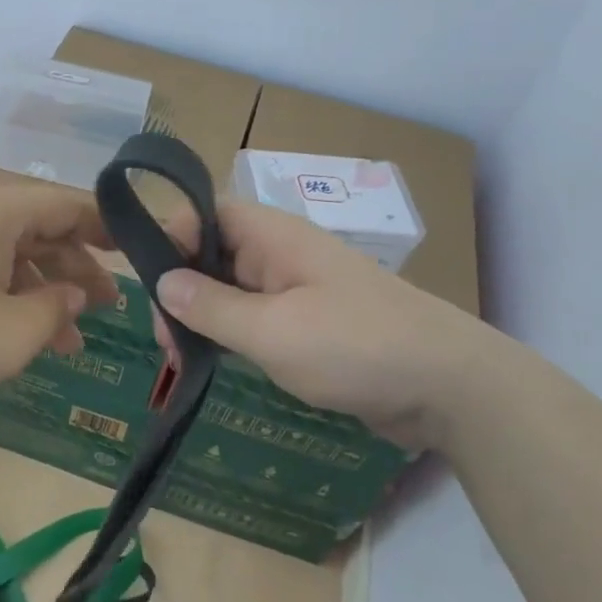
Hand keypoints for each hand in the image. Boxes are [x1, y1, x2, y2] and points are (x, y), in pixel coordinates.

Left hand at [0, 181, 119, 401]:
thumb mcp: (14, 332)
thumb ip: (58, 309)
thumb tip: (74, 293)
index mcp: (0, 211)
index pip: (71, 206)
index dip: (109, 229)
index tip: (138, 254)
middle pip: (43, 231)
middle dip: (79, 271)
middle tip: (109, 309)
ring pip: (14, 258)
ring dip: (46, 293)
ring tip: (72, 340)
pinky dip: (11, 299)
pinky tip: (24, 336)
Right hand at [153, 199, 491, 447]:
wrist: (451, 388)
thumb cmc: (356, 347)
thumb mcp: (272, 330)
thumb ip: (211, 306)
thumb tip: (160, 282)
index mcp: (273, 236)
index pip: (204, 214)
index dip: (170, 238)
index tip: (150, 285)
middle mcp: (281, 253)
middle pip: (212, 254)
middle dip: (180, 289)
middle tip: (165, 342)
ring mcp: (296, 289)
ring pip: (230, 289)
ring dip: (201, 317)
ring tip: (180, 359)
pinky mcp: (308, 323)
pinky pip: (254, 317)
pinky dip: (228, 335)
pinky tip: (211, 362)